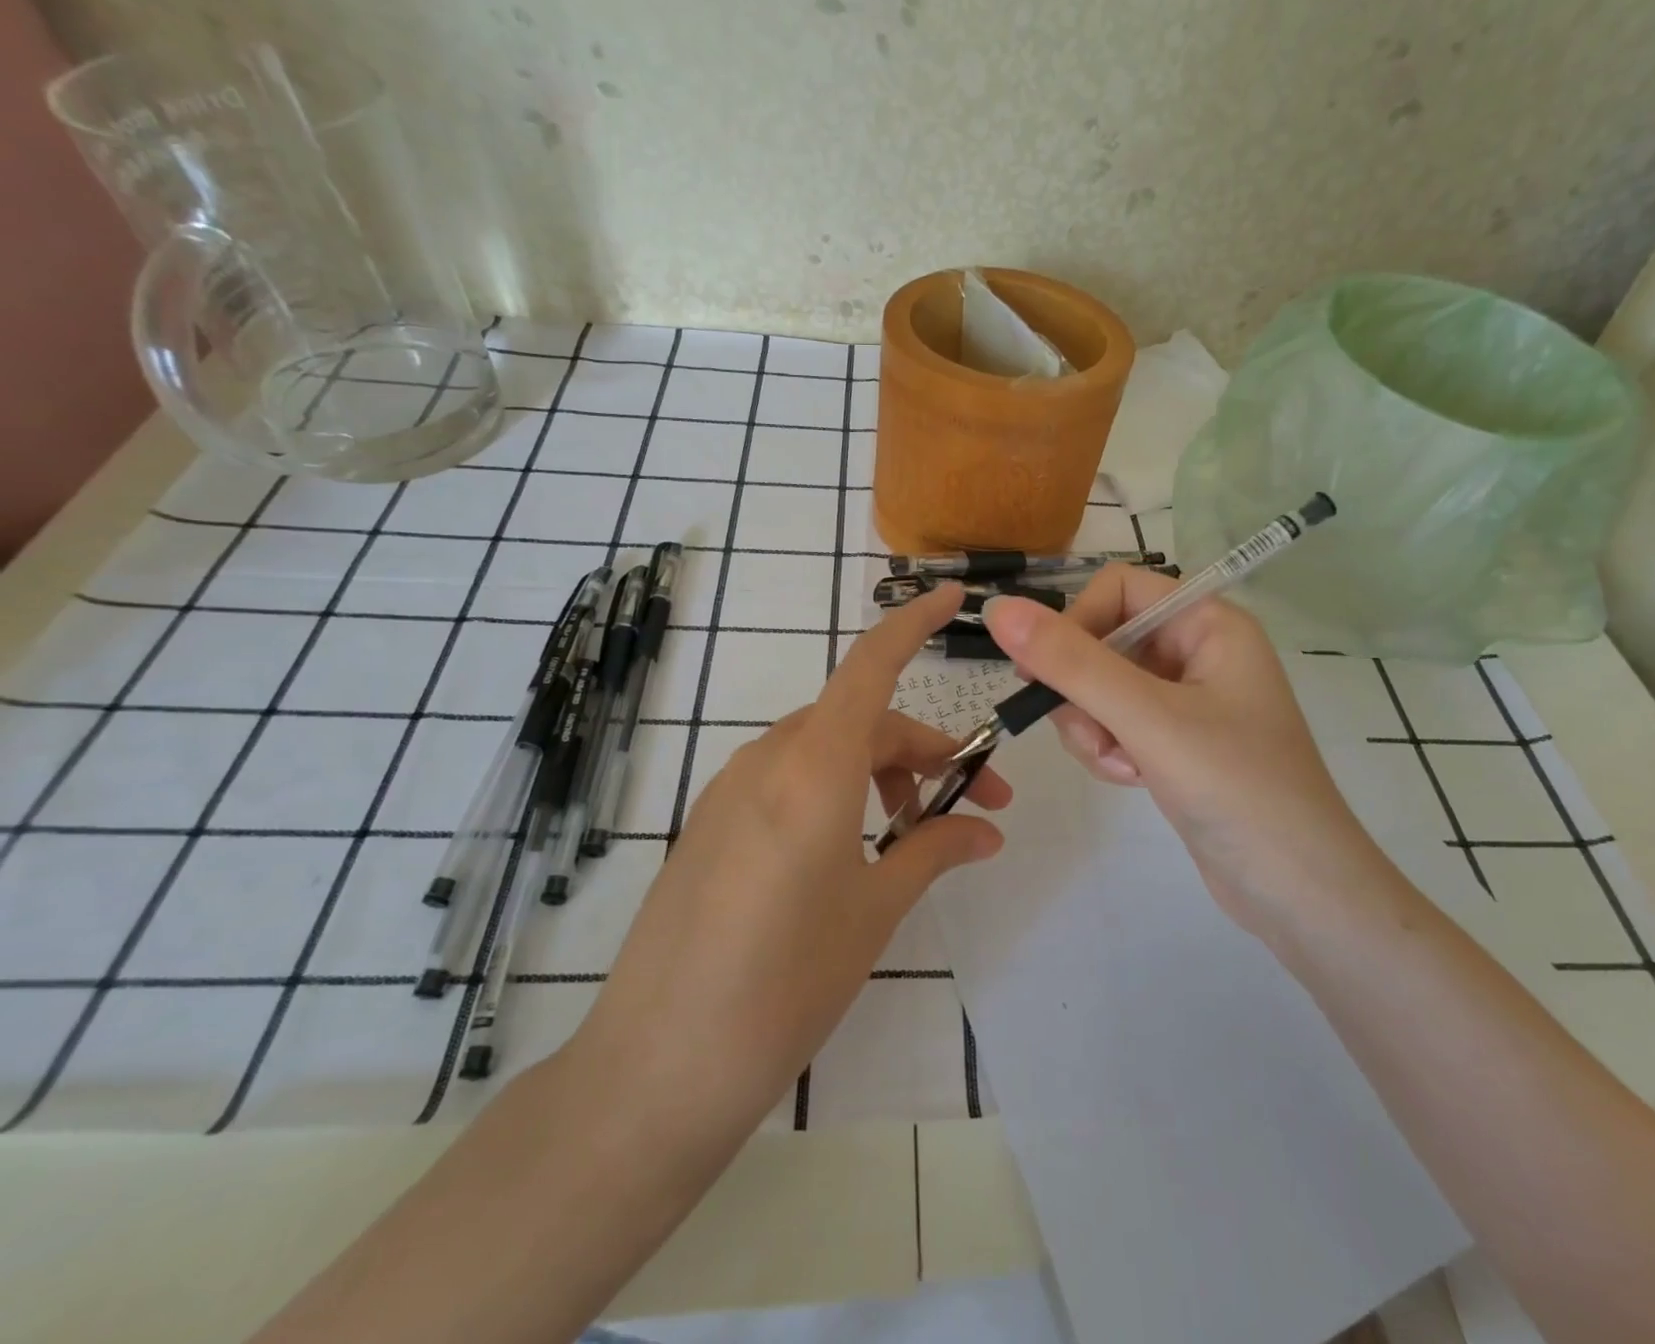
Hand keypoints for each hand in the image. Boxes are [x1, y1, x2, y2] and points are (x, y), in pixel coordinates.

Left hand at [567, 583, 1008, 1153]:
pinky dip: (834, 788)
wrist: (656, 1068)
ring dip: (878, 772)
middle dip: (923, 751)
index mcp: (813, 768)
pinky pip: (786, 777)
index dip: (914, 624)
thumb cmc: (785, 984)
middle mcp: (767, 759)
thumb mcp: (874, 911)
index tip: (954, 598)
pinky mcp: (710, 820)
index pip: (871, 666)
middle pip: (860, 720)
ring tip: (911, 834)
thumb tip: (987, 830)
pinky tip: (849, 849)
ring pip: (823, 748)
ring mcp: (730, 788)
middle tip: (976, 806)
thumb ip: (934, 852)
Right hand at [983, 566, 1380, 937]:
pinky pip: (1115, 723)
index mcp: (1208, 624)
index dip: (1077, 622)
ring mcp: (1186, 699)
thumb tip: (998, 608)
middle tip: (1093, 735)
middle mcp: (1198, 651)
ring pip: (1100, 688)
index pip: (1118, 588)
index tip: (1046, 671)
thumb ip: (1070, 663)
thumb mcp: (1146, 718)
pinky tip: (1133, 779)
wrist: (1298, 891)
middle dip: (1084, 692)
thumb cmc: (1235, 788)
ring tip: (1124, 767)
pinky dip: (1110, 749)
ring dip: (1094, 728)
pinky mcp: (1174, 741)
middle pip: (1103, 641)